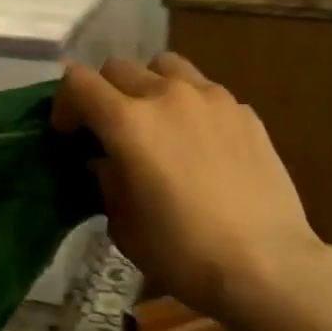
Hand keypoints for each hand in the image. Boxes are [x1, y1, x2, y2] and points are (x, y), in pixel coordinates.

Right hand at [53, 55, 331, 325]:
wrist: (266, 264)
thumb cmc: (184, 252)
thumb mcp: (125, 226)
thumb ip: (107, 182)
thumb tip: (105, 162)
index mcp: (129, 122)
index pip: (79, 82)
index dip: (65, 104)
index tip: (69, 135)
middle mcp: (168, 96)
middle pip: (119, 68)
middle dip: (103, 94)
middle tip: (109, 131)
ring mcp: (212, 98)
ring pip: (166, 66)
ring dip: (148, 85)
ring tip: (155, 121)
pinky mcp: (245, 111)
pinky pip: (205, 91)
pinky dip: (190, 105)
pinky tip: (200, 143)